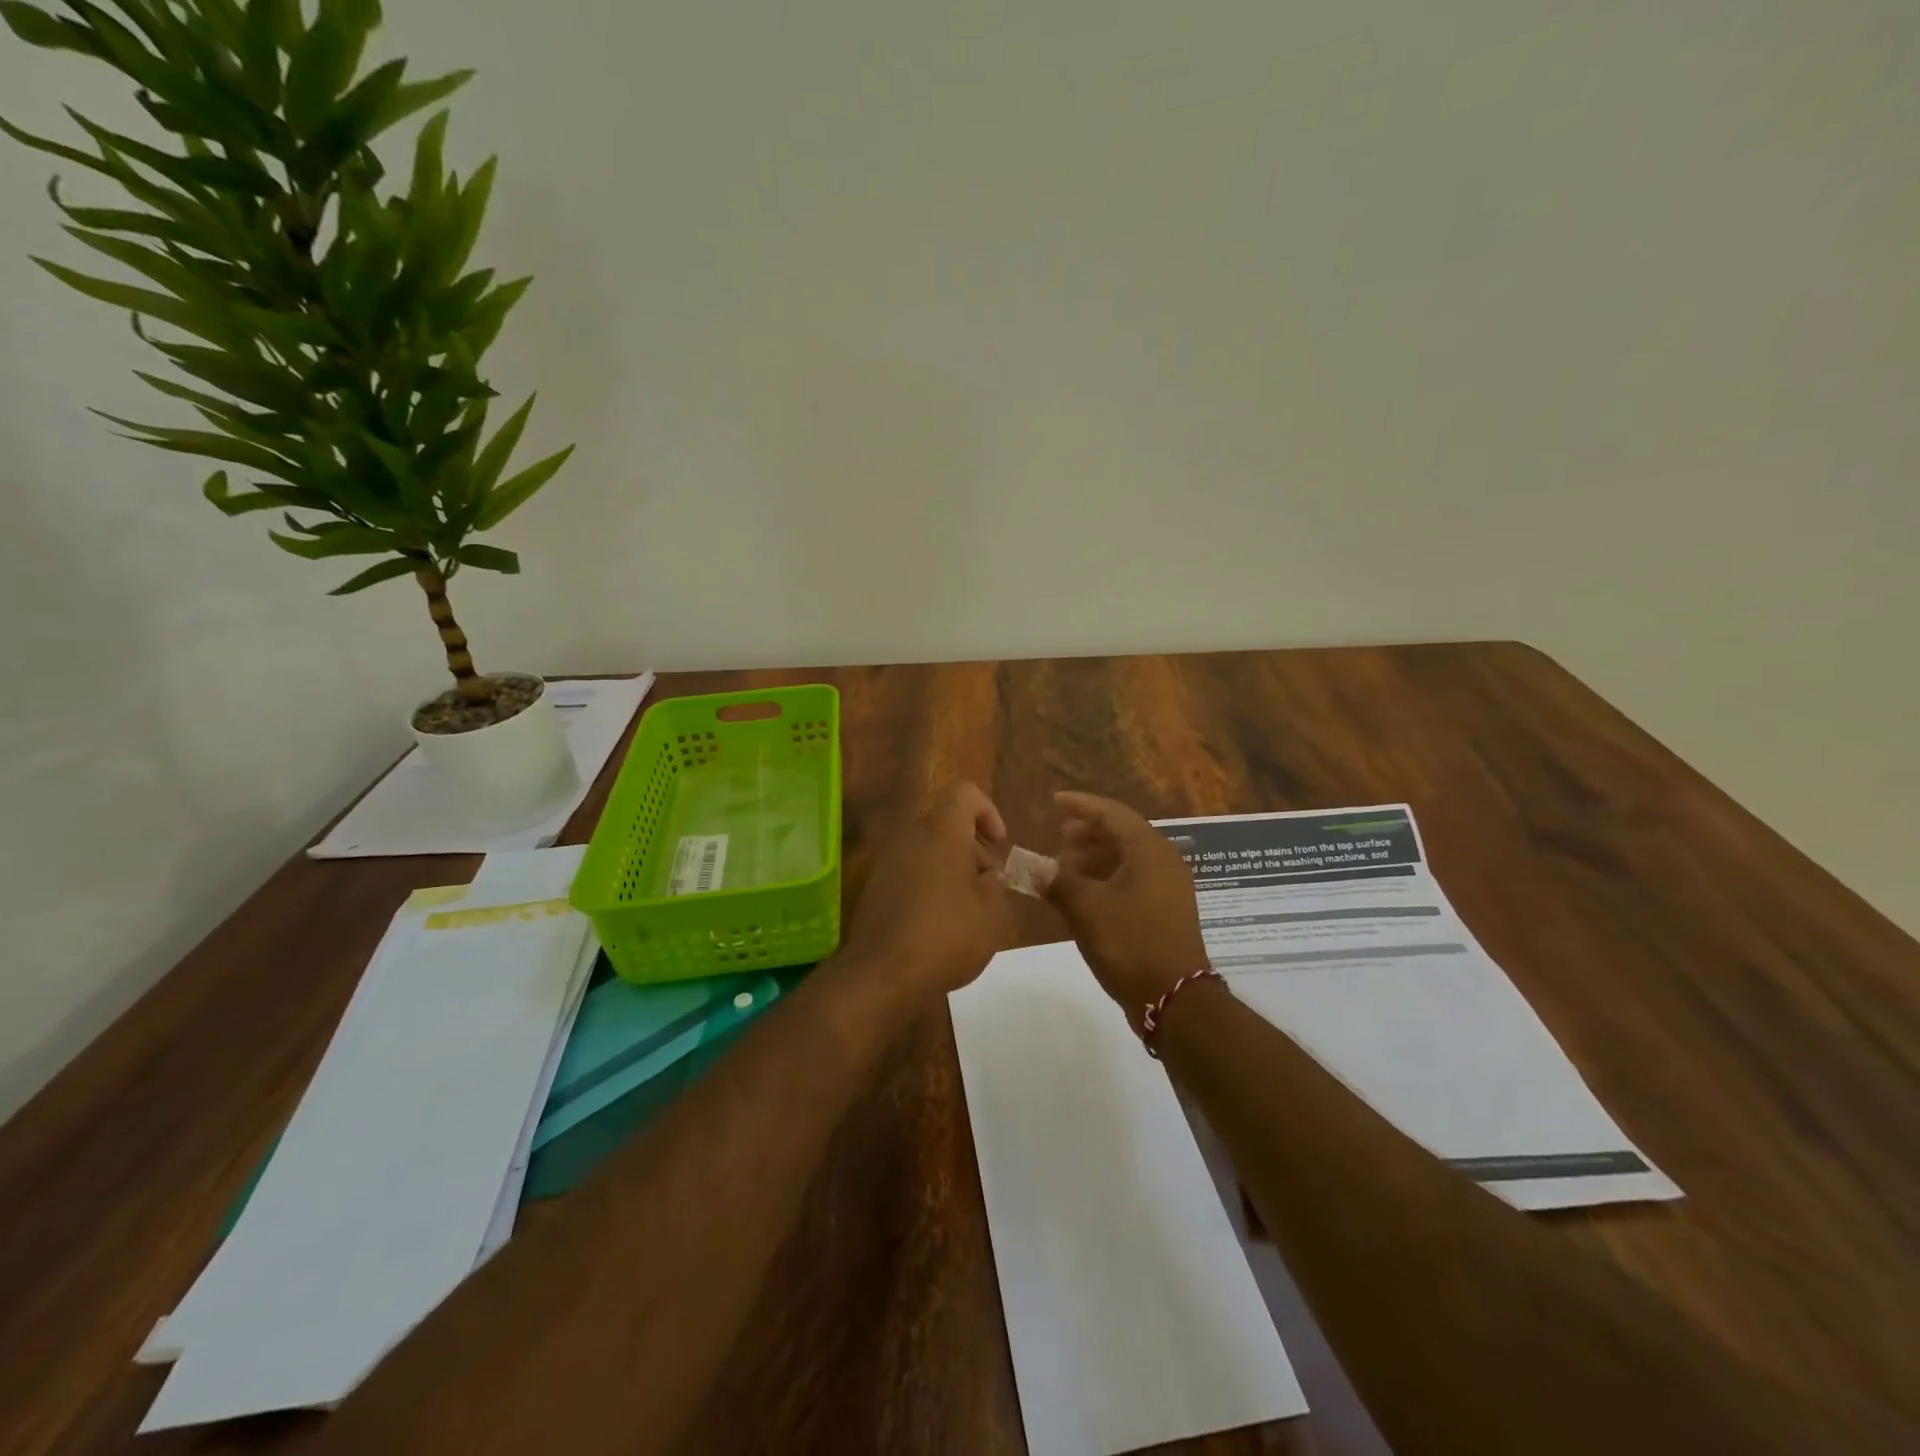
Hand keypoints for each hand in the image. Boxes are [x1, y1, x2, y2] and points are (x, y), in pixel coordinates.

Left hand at [838, 780, 1016, 1010]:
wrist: (882, 974)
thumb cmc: (946, 935)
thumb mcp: (993, 912)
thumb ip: (997, 884)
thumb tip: (986, 876)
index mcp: (940, 830)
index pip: (965, 792)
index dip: (988, 811)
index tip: (999, 845)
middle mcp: (910, 835)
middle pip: (946, 822)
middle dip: (972, 848)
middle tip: (988, 885)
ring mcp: (888, 861)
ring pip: (928, 849)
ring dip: (952, 869)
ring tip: (968, 910)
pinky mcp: (876, 888)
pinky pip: (911, 872)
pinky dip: (930, 886)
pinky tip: (941, 925)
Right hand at [1045, 791, 1210, 1023]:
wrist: (1175, 999)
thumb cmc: (1130, 942)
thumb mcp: (1086, 908)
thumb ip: (1058, 881)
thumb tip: (1036, 869)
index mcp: (1150, 851)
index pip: (1113, 813)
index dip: (1081, 805)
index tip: (1054, 802)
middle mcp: (1163, 863)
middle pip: (1121, 834)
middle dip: (1087, 834)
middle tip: (1058, 837)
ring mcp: (1167, 889)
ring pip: (1125, 860)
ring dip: (1093, 859)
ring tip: (1063, 869)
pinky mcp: (1164, 913)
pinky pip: (1131, 882)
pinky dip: (1104, 881)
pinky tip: (1081, 896)